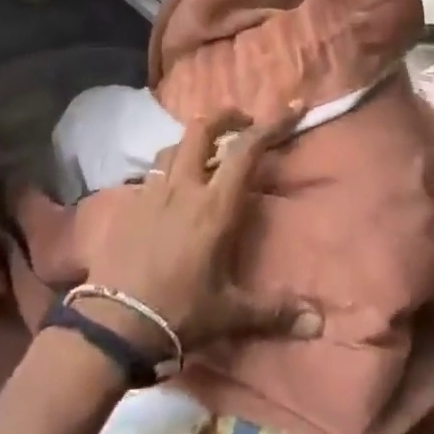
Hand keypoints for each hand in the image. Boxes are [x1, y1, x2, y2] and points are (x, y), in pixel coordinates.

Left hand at [78, 107, 322, 357]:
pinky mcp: (128, 205)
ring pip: (172, 147)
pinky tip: (168, 190)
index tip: (290, 110)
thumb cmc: (180, 313)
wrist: (115, 324)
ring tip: (204, 155)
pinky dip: (166, 171)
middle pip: (201, 130)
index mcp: (215, 206)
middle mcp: (184, 188)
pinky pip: (150, 174)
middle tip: (242, 122)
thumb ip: (274, 311)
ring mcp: (151, 193)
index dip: (271, 126)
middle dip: (224, 117)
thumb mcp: (231, 313)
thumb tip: (318, 323)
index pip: (246, 151)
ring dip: (192, 142)